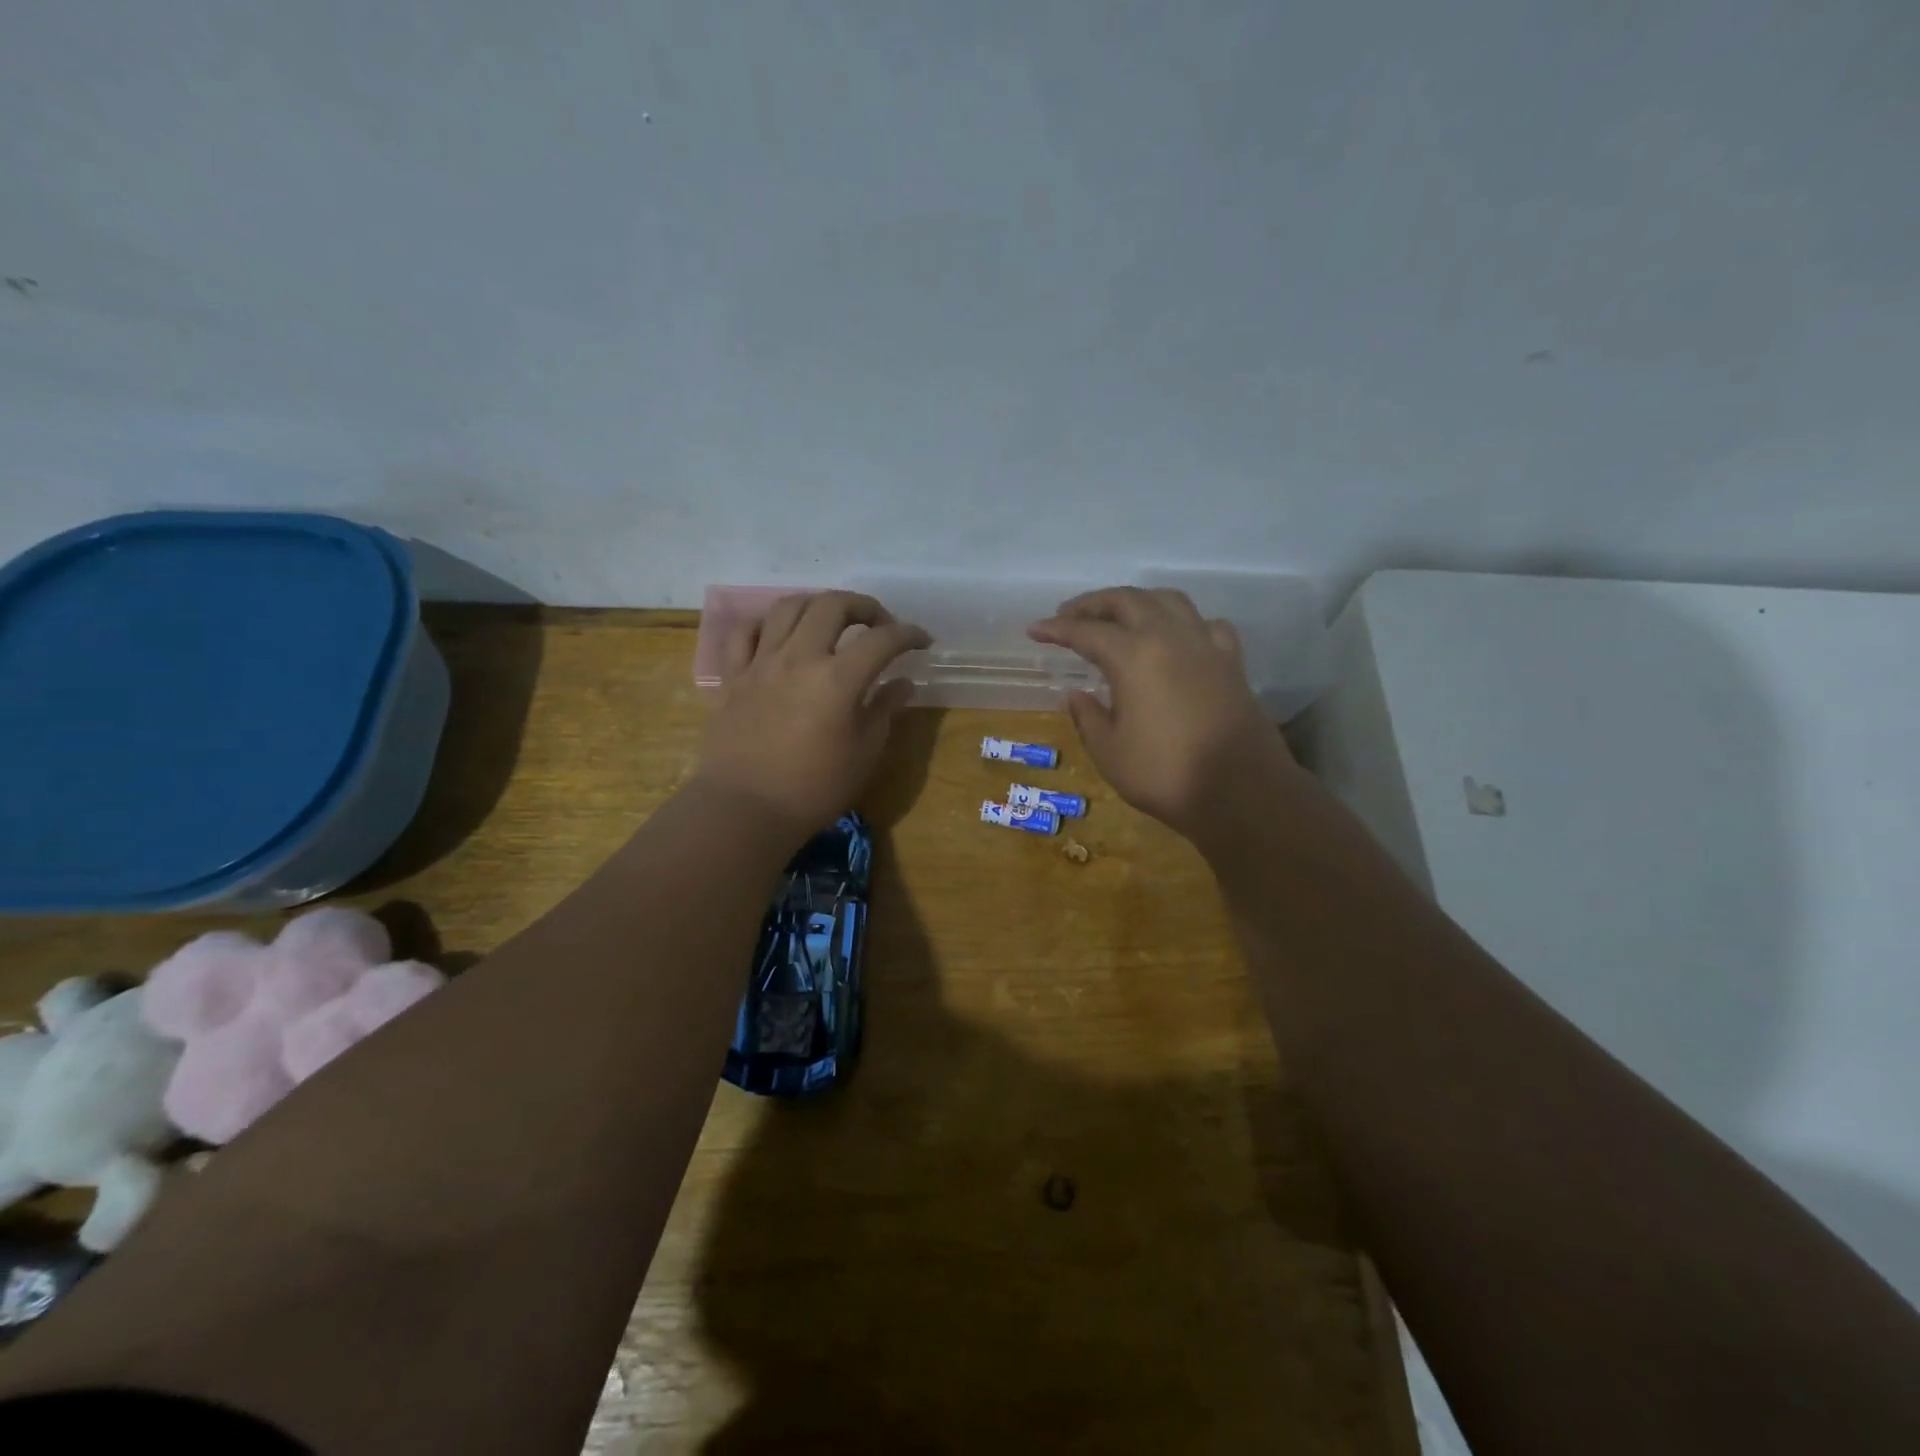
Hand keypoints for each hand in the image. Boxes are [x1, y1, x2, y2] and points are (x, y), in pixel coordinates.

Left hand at [696, 591, 929, 836]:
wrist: (744, 809)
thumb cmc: (813, 789)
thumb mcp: (863, 754)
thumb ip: (884, 710)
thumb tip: (902, 683)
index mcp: (838, 678)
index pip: (883, 639)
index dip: (909, 634)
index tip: (922, 642)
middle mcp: (799, 657)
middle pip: (833, 605)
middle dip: (864, 606)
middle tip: (879, 624)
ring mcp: (761, 663)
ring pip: (788, 606)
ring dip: (817, 604)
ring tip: (831, 620)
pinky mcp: (733, 676)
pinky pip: (746, 632)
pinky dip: (768, 625)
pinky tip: (781, 636)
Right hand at [1029, 587, 1296, 834]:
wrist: (1241, 791)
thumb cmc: (1165, 774)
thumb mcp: (1110, 752)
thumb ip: (1088, 717)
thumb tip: (1076, 694)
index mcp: (1134, 657)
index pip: (1086, 632)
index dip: (1057, 629)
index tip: (1034, 629)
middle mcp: (1170, 638)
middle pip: (1128, 601)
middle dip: (1093, 603)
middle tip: (1069, 615)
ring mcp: (1205, 646)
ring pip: (1169, 601)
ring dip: (1138, 601)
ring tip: (1119, 616)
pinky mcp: (1231, 663)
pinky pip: (1206, 625)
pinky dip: (1184, 622)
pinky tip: (1177, 637)